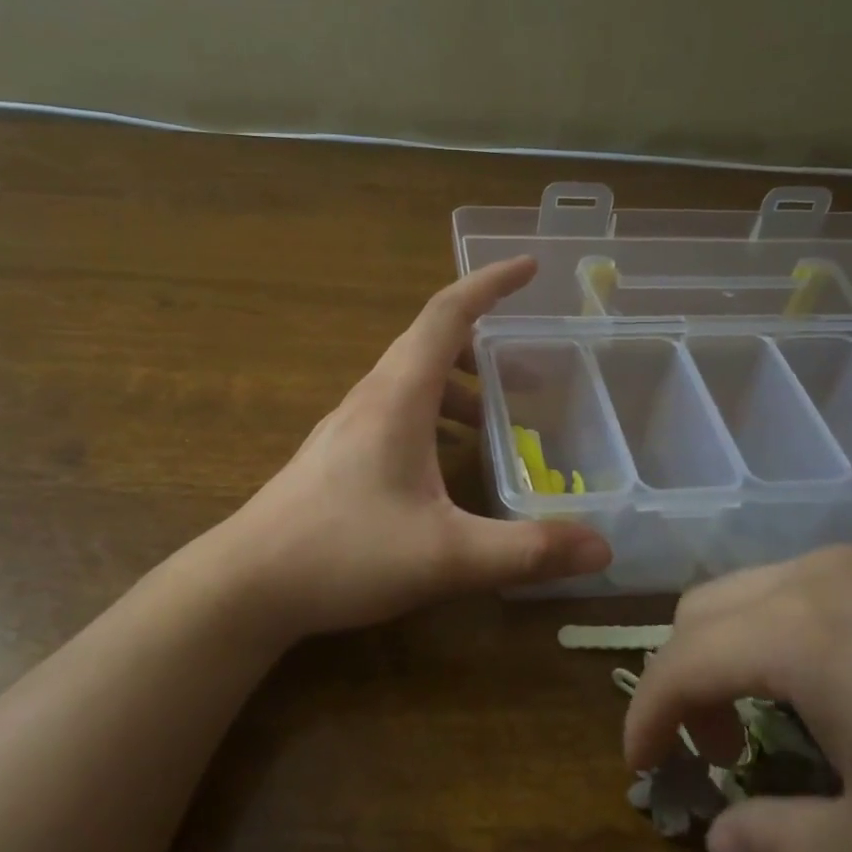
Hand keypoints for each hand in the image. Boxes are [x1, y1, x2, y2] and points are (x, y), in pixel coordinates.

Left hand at [218, 257, 611, 639]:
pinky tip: (447, 465)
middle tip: (534, 371)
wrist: (247, 585)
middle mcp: (371, 399)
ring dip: (459, 388)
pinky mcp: (337, 456)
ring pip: (412, 383)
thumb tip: (603, 548)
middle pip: (431, 345)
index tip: (529, 266)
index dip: (490, 284)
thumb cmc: (344, 553)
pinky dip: (434, 419)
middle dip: (486, 345)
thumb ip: (527, 550)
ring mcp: (348, 427)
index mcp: (397, 396)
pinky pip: (395, 414)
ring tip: (499, 421)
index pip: (448, 314)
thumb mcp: (447, 555)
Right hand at [623, 537, 851, 851]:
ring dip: (755, 643)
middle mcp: (832, 571)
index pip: (680, 662)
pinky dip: (821, 620)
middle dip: (690, 673)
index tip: (644, 767)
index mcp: (803, 633)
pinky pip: (848, 574)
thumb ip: (778, 843)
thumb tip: (717, 841)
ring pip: (777, 581)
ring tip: (801, 710)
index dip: (647, 716)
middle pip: (711, 604)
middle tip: (721, 745)